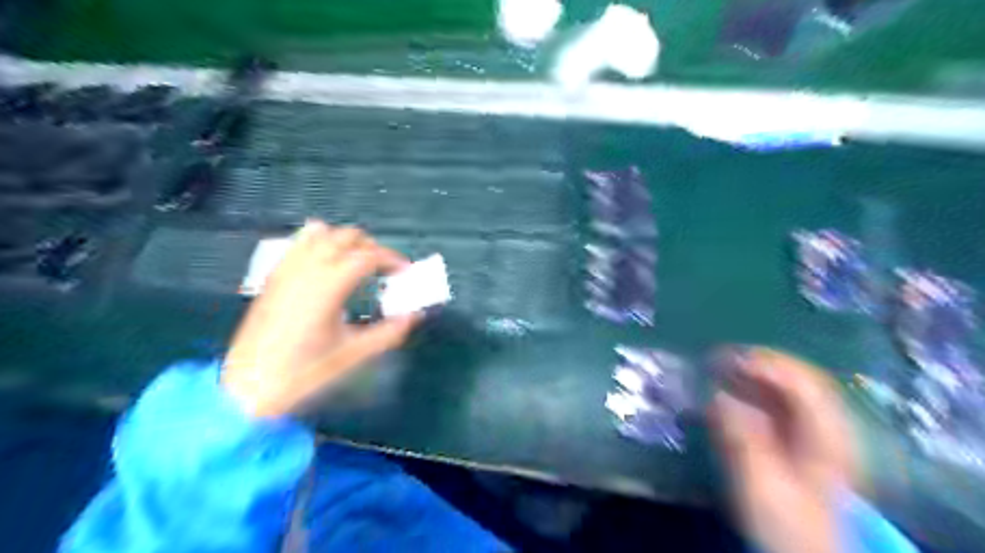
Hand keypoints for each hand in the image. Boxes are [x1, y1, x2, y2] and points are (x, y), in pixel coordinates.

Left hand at [220, 222, 419, 416]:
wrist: (249, 388)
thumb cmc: (305, 373)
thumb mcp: (353, 354)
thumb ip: (389, 332)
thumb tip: (414, 315)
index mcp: (329, 287)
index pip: (367, 256)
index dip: (391, 259)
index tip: (405, 271)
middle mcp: (307, 269)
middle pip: (345, 237)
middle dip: (371, 246)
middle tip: (385, 269)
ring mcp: (286, 270)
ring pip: (320, 233)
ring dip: (344, 240)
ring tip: (357, 262)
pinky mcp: (273, 277)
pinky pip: (298, 243)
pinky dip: (318, 241)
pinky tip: (326, 261)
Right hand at [714, 347, 858, 552]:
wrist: (800, 550)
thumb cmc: (785, 522)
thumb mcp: (760, 483)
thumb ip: (742, 438)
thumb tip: (718, 395)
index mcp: (828, 436)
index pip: (804, 384)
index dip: (767, 364)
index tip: (727, 359)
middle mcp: (825, 427)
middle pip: (797, 380)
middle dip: (757, 363)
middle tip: (718, 358)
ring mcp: (813, 433)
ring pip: (786, 390)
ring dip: (752, 375)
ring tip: (719, 369)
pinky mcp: (796, 440)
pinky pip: (776, 404)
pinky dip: (751, 392)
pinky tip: (728, 393)